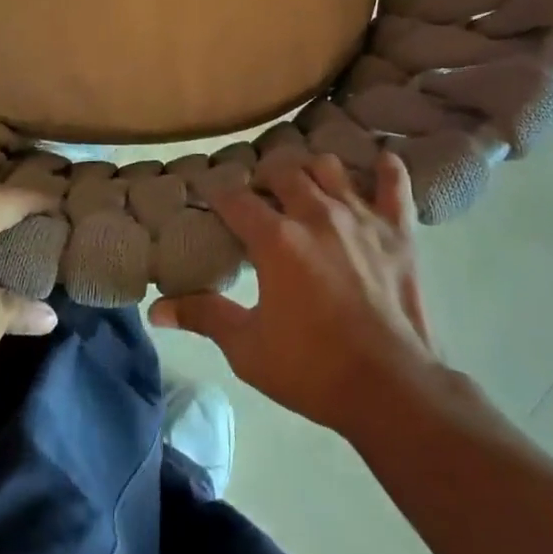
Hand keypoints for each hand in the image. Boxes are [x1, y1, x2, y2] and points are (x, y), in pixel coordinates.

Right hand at [150, 152, 438, 438]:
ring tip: (304, 186)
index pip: (234, 198)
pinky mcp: (397, 230)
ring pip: (328, 166)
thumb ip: (204, 316)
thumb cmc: (312, 369)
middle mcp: (315, 214)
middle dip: (264, 178)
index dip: (217, 193)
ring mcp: (359, 217)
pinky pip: (394, 183)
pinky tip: (378, 162)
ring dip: (310, 171)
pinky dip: (385, 169)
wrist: (391, 391)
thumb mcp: (247, 348)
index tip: (210, 197)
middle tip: (259, 198)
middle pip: (281, 170)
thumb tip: (156, 309)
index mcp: (276, 238)